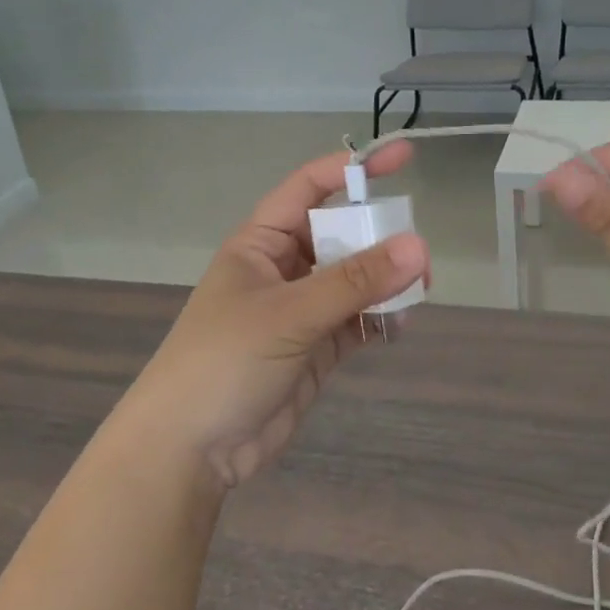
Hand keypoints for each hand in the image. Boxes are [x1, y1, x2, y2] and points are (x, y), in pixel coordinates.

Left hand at [119, 142, 428, 490]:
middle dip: (379, 237)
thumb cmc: (224, 362)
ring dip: (385, 281)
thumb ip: (354, 282)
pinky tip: (401, 324)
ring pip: (354, 280)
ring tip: (420, 287)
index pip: (310, 188)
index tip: (402, 159)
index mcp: (261, 243)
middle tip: (420, 251)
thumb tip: (419, 246)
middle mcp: (282, 269)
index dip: (352, 169)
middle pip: (340, 235)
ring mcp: (301, 310)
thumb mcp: (289, 314)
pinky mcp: (316, 348)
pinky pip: (357, 320)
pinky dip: (380, 319)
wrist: (189, 451)